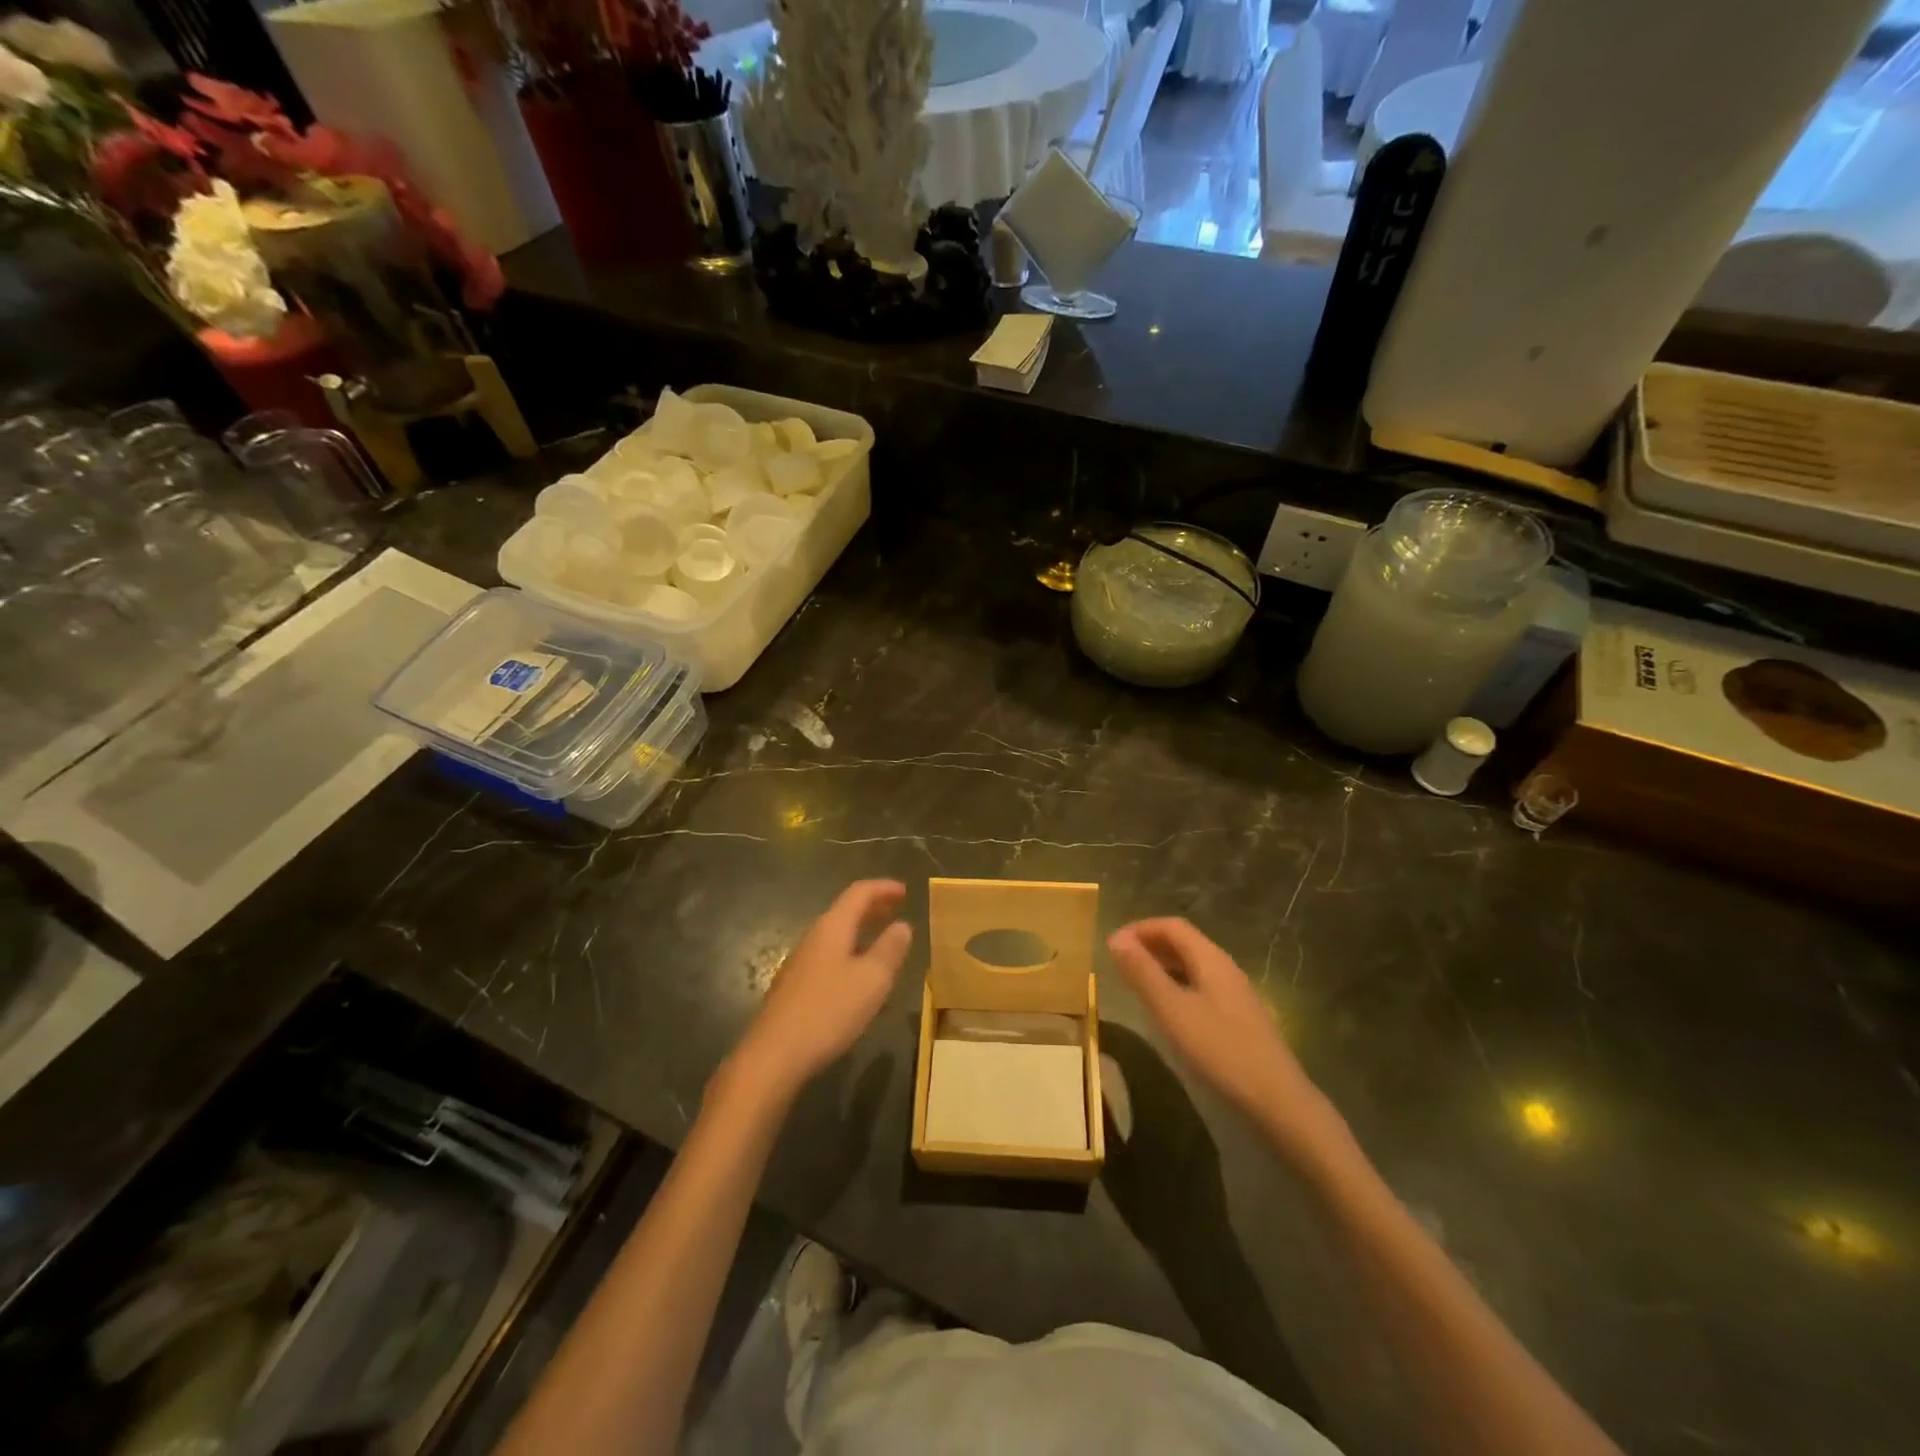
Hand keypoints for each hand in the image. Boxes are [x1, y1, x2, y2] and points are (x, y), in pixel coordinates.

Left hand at [727, 880, 912, 1104]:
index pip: (859, 893)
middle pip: (845, 911)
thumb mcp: (872, 980)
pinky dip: (850, 952)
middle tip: (897, 909)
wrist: (774, 1055)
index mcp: (832, 928)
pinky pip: (829, 955)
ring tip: (883, 939)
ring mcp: (800, 962)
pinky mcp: (795, 986)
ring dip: (861, 931)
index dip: (883, 888)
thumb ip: (890, 949)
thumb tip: (903, 925)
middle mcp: (813, 937)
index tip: (905, 891)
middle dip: (873, 907)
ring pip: (836, 935)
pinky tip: (858, 975)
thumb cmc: (828, 1011)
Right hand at [1107, 918, 1342, 1158]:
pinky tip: (1166, 1009)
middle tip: (1118, 961)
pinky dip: (1176, 985)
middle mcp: (1225, 968)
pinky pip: (1200, 986)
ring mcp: (1235, 994)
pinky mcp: (1238, 1018)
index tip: (1111, 944)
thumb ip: (1143, 973)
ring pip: (1192, 966)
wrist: (1277, 1101)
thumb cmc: (1220, 1051)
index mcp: (1211, 959)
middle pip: (1184, 942)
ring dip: (1162, 965)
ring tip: (1135, 982)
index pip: (1172, 926)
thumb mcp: (1172, 1010)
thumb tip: (1116, 939)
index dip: (1140, 929)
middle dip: (1149, 944)